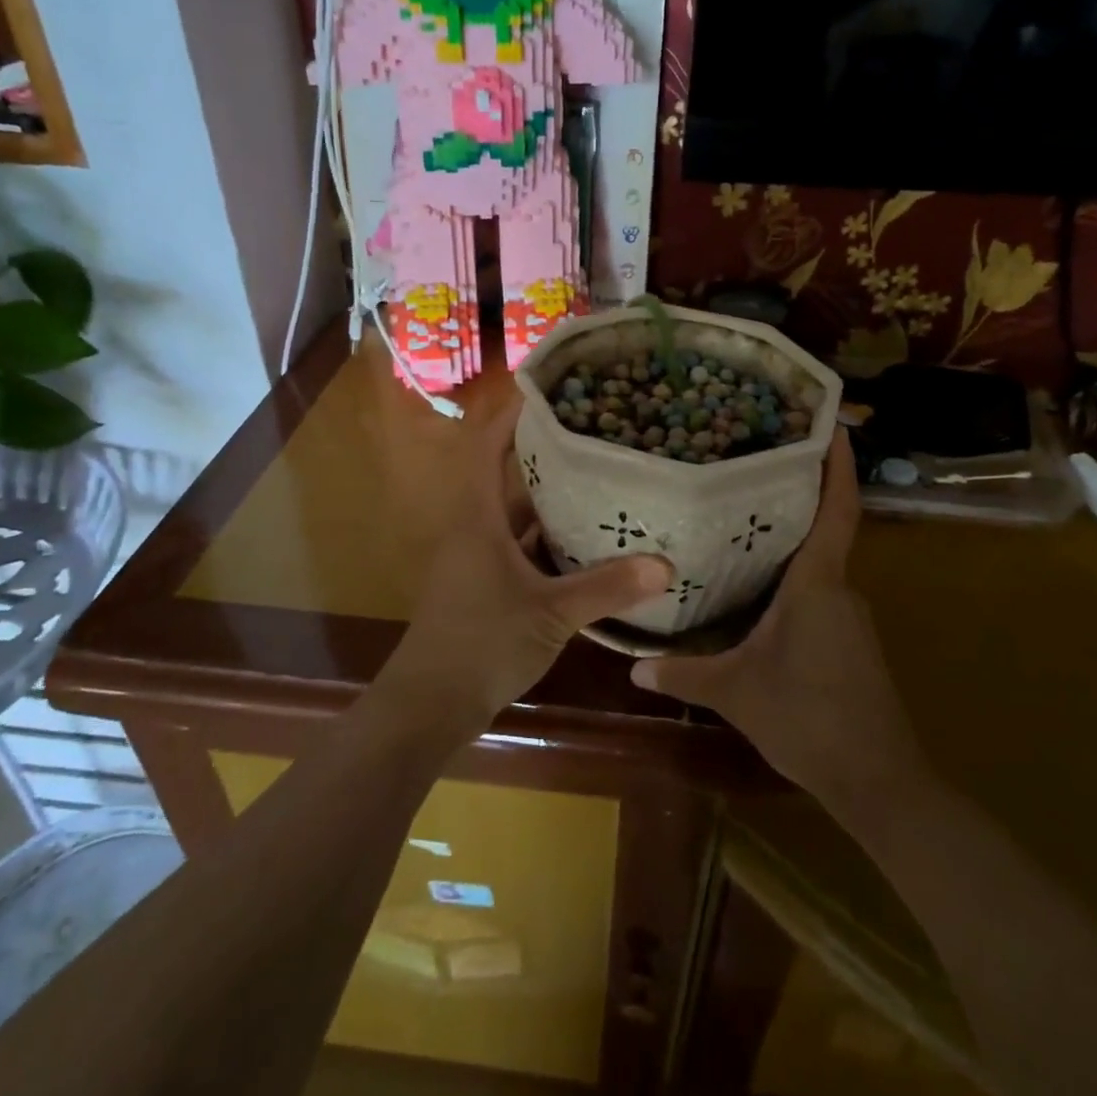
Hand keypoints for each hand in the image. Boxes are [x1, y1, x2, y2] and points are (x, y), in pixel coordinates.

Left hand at [375, 397, 672, 740]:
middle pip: (506, 475)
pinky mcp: (486, 584)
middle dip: (543, 451)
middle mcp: (474, 528)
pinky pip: (520, 545)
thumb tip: (665, 565)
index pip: (486, 446)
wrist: (431, 704)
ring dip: (549, 497)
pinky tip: (587, 540)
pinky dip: (549, 538)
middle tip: (592, 432)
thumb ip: (606, 588)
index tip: (548, 390)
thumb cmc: (482, 644)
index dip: (511, 415)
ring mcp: (478, 558)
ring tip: (598, 476)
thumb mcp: (551, 614)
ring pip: (516, 513)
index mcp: (477, 517)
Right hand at [631, 430, 922, 804]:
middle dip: (797, 496)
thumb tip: (634, 666)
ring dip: (791, 541)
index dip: (837, 465)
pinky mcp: (852, 641)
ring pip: (819, 564)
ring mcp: (850, 616)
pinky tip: (759, 587)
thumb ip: (684, 674)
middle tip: (753, 465)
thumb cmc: (806, 718)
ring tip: (743, 520)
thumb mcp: (735, 692)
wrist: (877, 781)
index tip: (832, 422)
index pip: (836, 511)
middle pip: (825, 530)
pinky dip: (794, 577)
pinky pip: (820, 591)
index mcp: (816, 584)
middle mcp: (839, 589)